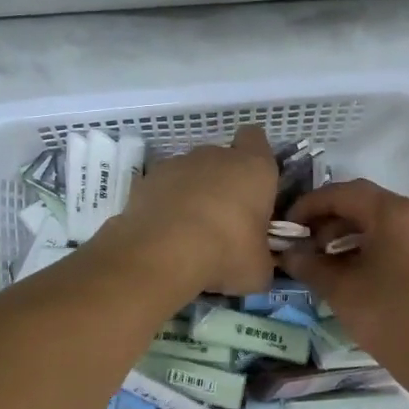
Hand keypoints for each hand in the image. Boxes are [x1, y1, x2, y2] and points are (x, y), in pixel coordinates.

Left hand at [109, 126, 278, 295]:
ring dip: (192, 194)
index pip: (256, 139)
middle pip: (222, 159)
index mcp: (253, 168)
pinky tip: (164, 234)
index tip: (254, 185)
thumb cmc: (226, 252)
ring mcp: (177, 163)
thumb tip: (257, 262)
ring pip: (190, 173)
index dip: (255, 158)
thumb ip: (262, 256)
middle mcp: (215, 155)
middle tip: (224, 222)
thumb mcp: (259, 268)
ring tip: (188, 232)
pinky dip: (164, 205)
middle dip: (223, 183)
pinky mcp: (146, 179)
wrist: (163, 253)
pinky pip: (162, 188)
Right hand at [280, 179, 408, 385]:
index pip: (342, 193)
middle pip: (362, 202)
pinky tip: (350, 270)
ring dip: (347, 232)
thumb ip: (309, 264)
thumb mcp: (340, 289)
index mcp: (393, 212)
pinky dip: (368, 244)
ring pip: (379, 220)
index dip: (309, 205)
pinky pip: (395, 237)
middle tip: (302, 242)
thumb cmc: (389, 317)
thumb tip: (288, 253)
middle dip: (327, 219)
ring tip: (322, 259)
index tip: (286, 226)